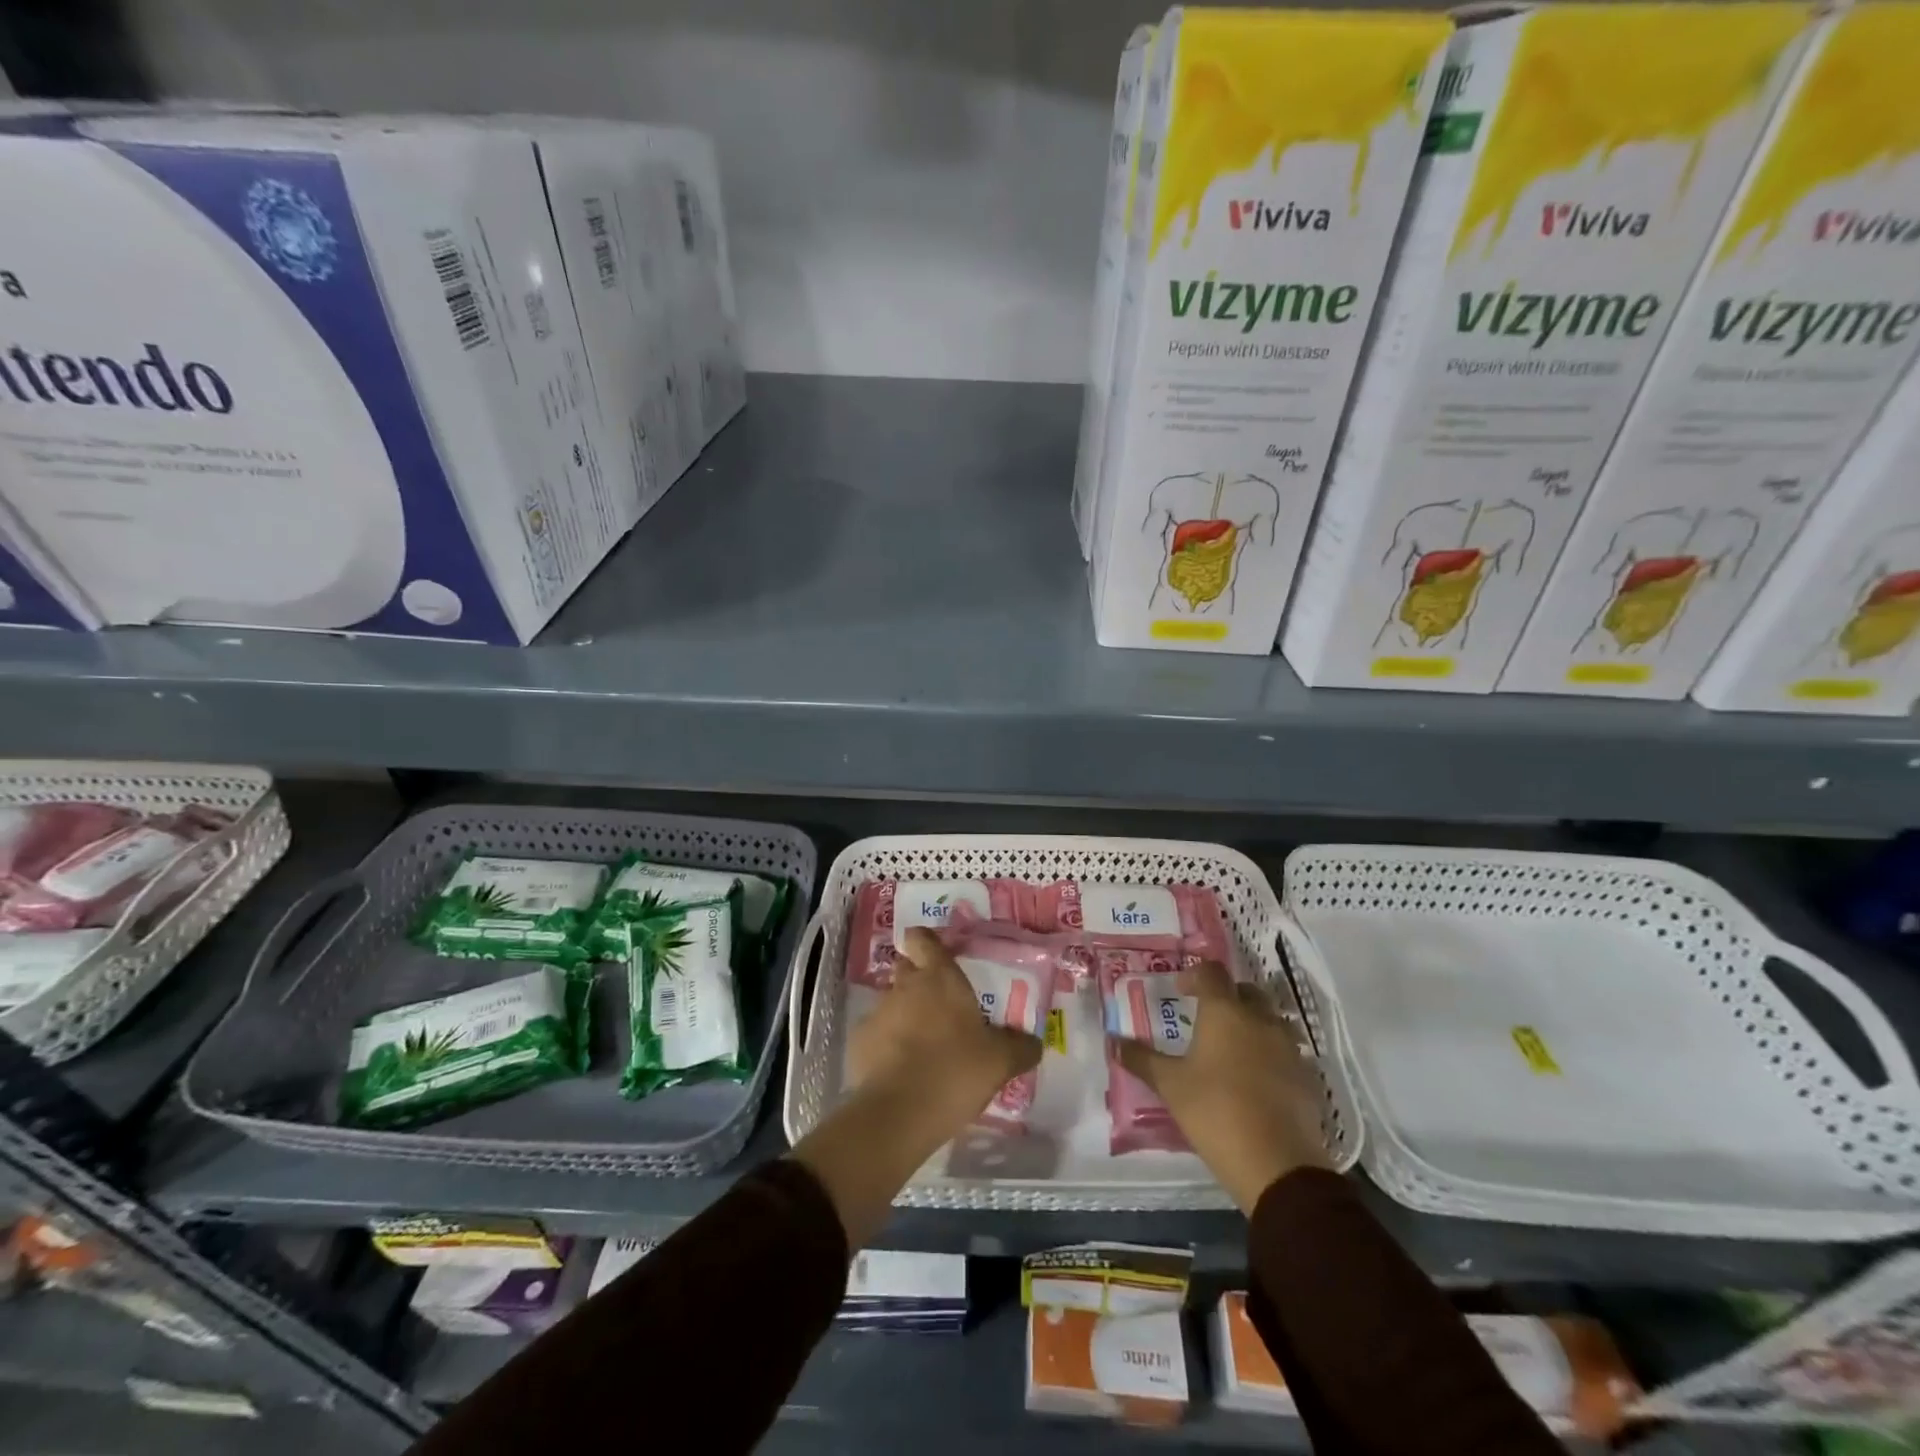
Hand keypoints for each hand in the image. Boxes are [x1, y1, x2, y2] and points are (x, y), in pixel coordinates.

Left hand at [791, 927, 1042, 1247]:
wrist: (898, 1113)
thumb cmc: (955, 1071)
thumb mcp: (1000, 1062)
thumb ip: (1020, 1047)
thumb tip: (1035, 1043)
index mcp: (939, 977)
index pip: (922, 938)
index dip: (926, 942)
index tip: (937, 955)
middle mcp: (905, 986)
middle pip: (906, 968)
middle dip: (918, 980)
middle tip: (940, 1005)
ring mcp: (878, 1012)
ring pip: (892, 1002)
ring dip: (904, 1015)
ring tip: (923, 1045)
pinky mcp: (859, 1042)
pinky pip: (877, 1034)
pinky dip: (887, 1044)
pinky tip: (901, 1069)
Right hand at [1112, 960, 1331, 1213]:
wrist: (1278, 1165)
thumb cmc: (1215, 1112)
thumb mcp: (1170, 1086)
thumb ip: (1141, 1059)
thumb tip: (1112, 1042)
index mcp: (1225, 1012)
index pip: (1211, 973)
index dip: (1194, 975)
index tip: (1180, 990)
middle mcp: (1260, 1019)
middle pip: (1246, 992)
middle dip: (1226, 997)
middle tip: (1206, 1017)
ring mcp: (1288, 1048)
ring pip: (1270, 1020)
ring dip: (1252, 1024)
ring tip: (1232, 1049)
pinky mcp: (1306, 1077)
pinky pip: (1285, 1052)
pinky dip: (1269, 1054)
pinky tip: (1255, 1080)